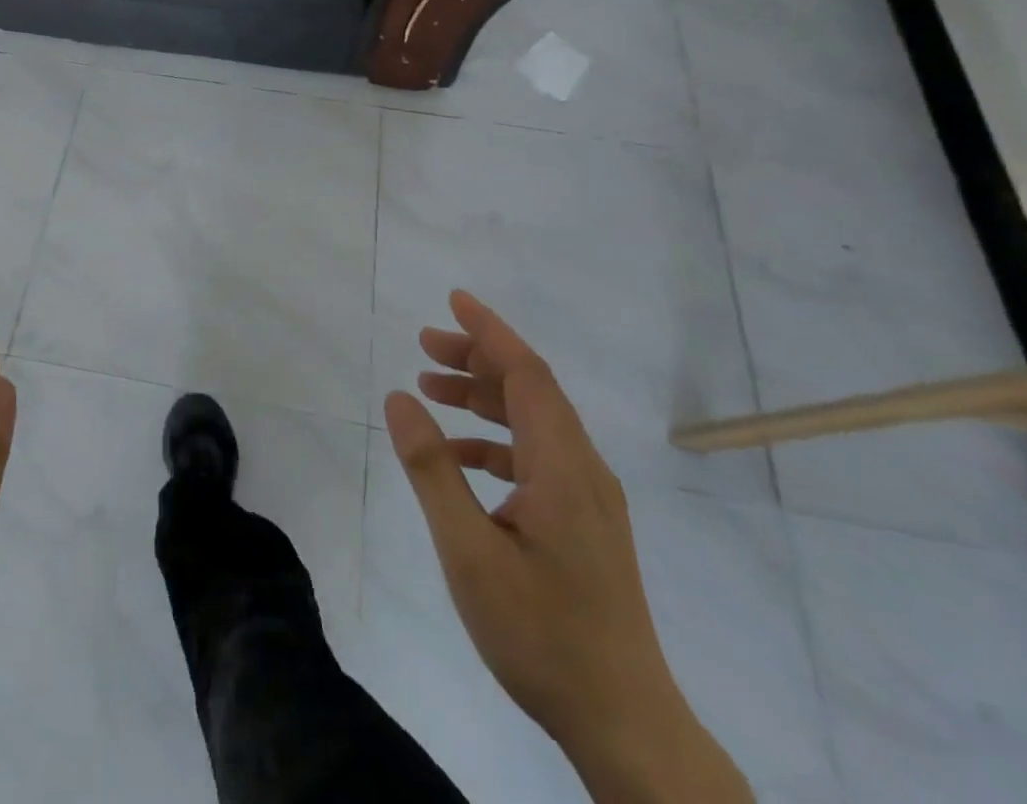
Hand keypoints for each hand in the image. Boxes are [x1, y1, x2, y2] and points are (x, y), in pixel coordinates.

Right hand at [385, 291, 750, 803]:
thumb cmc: (542, 635)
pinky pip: (537, 457)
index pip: (527, 374)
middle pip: (531, 390)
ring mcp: (589, 499)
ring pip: (534, 422)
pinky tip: (459, 458)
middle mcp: (584, 471)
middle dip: (478, 359)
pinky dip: (495, 441)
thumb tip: (400, 398)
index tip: (453, 301)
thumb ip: (432, 469)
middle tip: (425, 345)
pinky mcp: (585, 524)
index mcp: (563, 467)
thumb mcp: (469, 551)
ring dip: (484, 398)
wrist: (626, 725)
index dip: (490, 332)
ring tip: (431, 388)